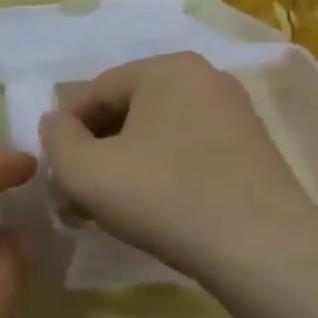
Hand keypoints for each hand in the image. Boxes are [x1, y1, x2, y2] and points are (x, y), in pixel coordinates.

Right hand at [37, 53, 317, 284]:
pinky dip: (163, 167)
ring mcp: (235, 111)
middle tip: (81, 185)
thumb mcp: (85, 171)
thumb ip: (56, 139)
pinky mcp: (254, 146)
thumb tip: (55, 123)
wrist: (262, 249)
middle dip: (98, 144)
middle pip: (129, 107)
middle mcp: (205, 77)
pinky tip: (156, 203)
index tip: (55, 167)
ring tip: (115, 199)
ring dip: (128, 158)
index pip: (95, 91)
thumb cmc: (163, 198)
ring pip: (159, 128)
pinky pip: (189, 146)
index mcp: (165, 69)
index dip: (66, 129)